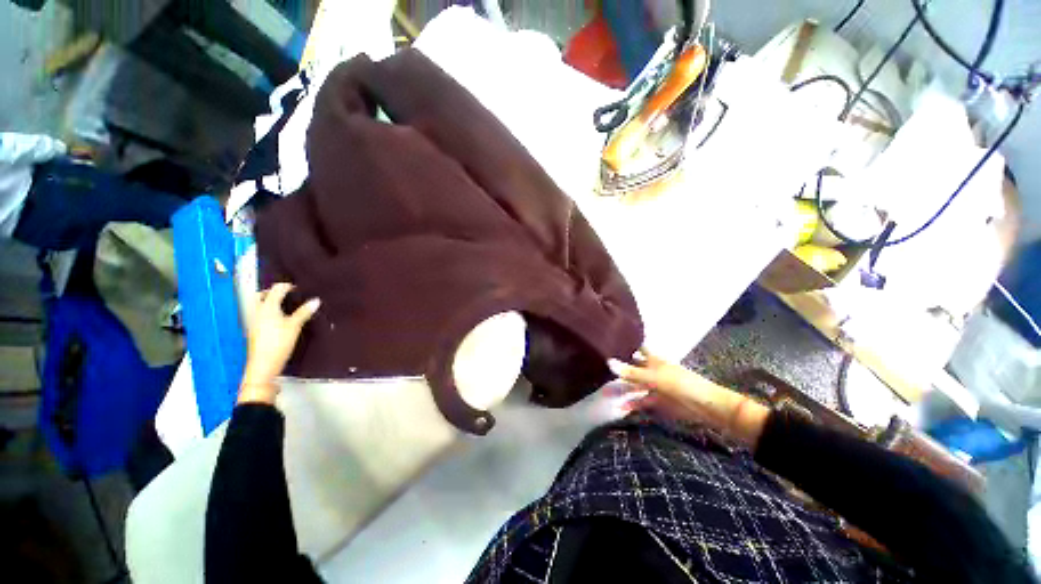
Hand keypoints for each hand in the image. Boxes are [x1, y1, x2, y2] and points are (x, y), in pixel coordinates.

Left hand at [239, 283, 320, 403]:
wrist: (264, 364)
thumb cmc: (279, 342)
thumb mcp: (295, 326)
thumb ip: (304, 312)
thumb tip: (316, 300)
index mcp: (267, 307)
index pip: (276, 289)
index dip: (288, 286)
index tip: (300, 289)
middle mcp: (258, 311)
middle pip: (261, 295)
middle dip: (273, 292)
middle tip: (288, 294)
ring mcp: (254, 321)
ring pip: (259, 304)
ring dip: (270, 301)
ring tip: (286, 305)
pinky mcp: (255, 330)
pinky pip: (260, 314)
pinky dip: (269, 311)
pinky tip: (280, 318)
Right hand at [608, 349, 768, 448]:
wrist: (705, 406)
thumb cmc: (680, 384)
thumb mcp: (653, 377)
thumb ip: (631, 372)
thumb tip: (608, 362)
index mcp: (654, 359)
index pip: (638, 348)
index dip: (627, 345)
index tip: (610, 342)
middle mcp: (652, 371)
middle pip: (634, 368)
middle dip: (620, 369)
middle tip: (601, 369)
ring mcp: (655, 387)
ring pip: (635, 386)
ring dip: (624, 389)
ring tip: (606, 392)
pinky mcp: (658, 402)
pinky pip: (641, 402)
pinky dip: (632, 404)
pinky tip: (621, 407)